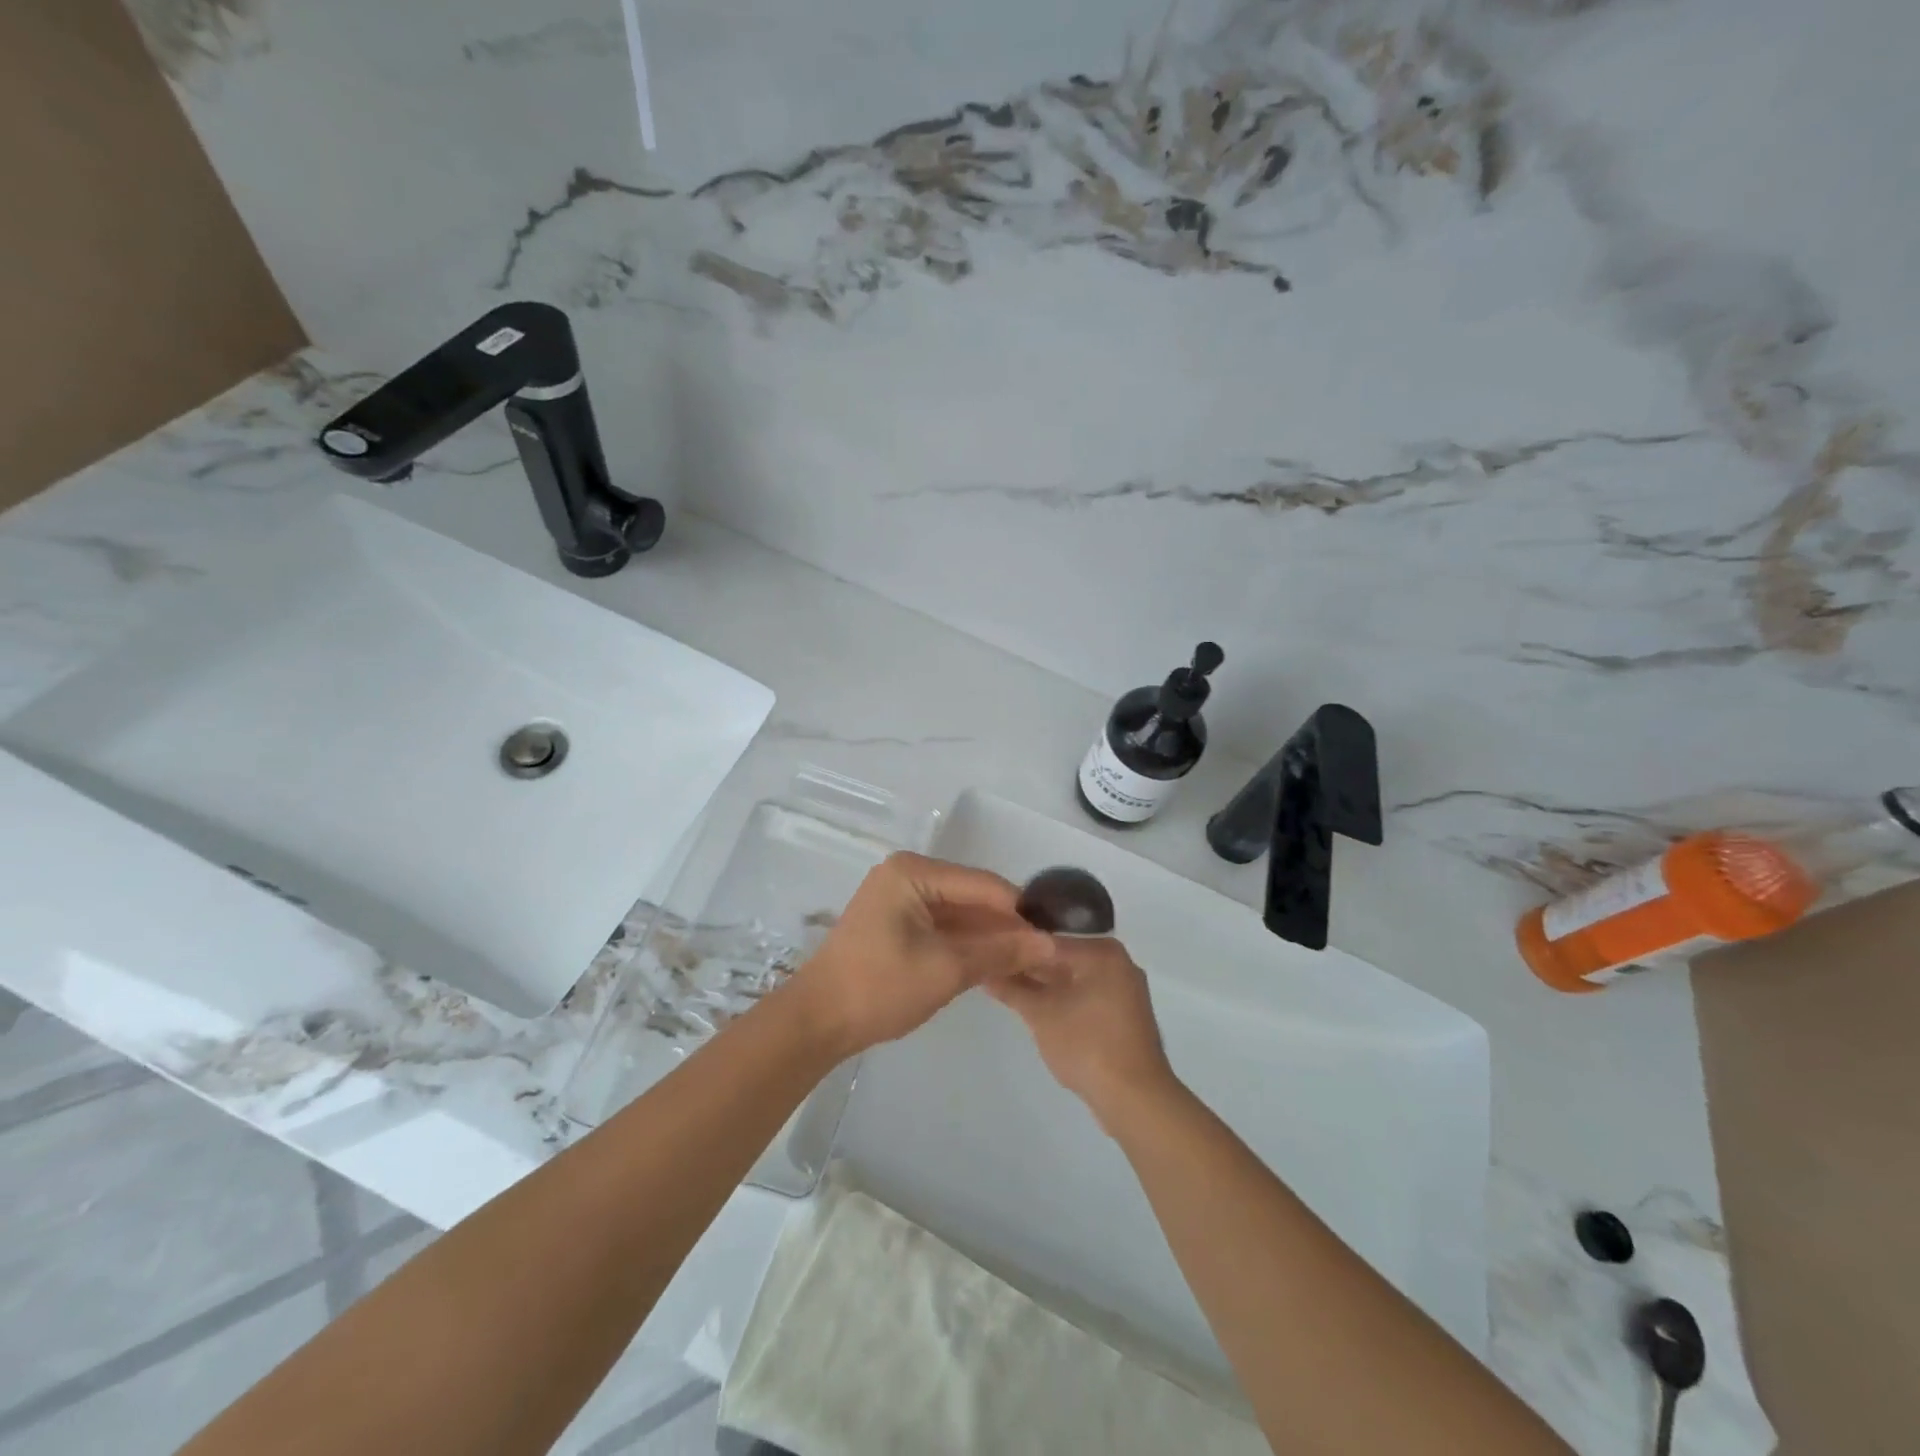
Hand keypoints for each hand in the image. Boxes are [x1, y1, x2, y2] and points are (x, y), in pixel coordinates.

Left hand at [785, 852, 1056, 1058]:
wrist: (817, 1022)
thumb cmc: (879, 987)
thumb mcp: (947, 969)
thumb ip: (1000, 952)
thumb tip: (1051, 944)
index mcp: (914, 872)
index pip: (983, 884)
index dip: (1021, 911)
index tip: (1057, 936)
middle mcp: (908, 875)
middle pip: (972, 896)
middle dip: (1007, 925)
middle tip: (1047, 953)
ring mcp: (900, 898)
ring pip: (960, 914)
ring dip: (989, 937)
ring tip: (1031, 961)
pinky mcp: (897, 923)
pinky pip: (943, 927)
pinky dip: (967, 944)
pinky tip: (996, 963)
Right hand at [985, 936, 1179, 1134]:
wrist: (1135, 1098)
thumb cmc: (1086, 1045)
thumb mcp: (1041, 1015)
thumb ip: (1011, 989)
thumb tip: (984, 971)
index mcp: (1102, 951)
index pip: (1047, 939)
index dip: (1015, 946)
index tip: (988, 952)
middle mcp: (1117, 961)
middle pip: (1062, 956)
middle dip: (1029, 965)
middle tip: (992, 969)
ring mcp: (1124, 988)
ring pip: (1073, 977)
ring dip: (1044, 983)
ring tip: (1007, 987)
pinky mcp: (1124, 1013)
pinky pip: (1087, 994)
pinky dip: (1064, 998)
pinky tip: (1037, 1006)